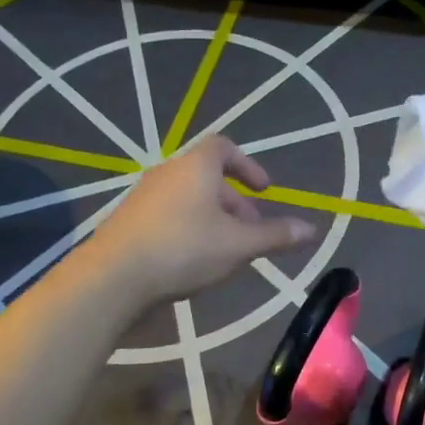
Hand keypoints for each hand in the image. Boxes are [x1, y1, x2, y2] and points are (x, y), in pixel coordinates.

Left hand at [89, 137, 316, 305]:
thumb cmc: (184, 250)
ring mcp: (144, 195)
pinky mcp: (128, 220)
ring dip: (213, 218)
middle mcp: (168, 172)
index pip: (225, 147)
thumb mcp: (238, 245)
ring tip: (226, 252)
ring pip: (188, 198)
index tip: (264, 190)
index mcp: (196, 166)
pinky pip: (168, 214)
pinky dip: (189, 228)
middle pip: (208, 176)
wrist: (113, 277)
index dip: (248, 165)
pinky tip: (193, 261)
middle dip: (235, 202)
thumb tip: (311, 229)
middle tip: (251, 233)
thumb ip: (275, 236)